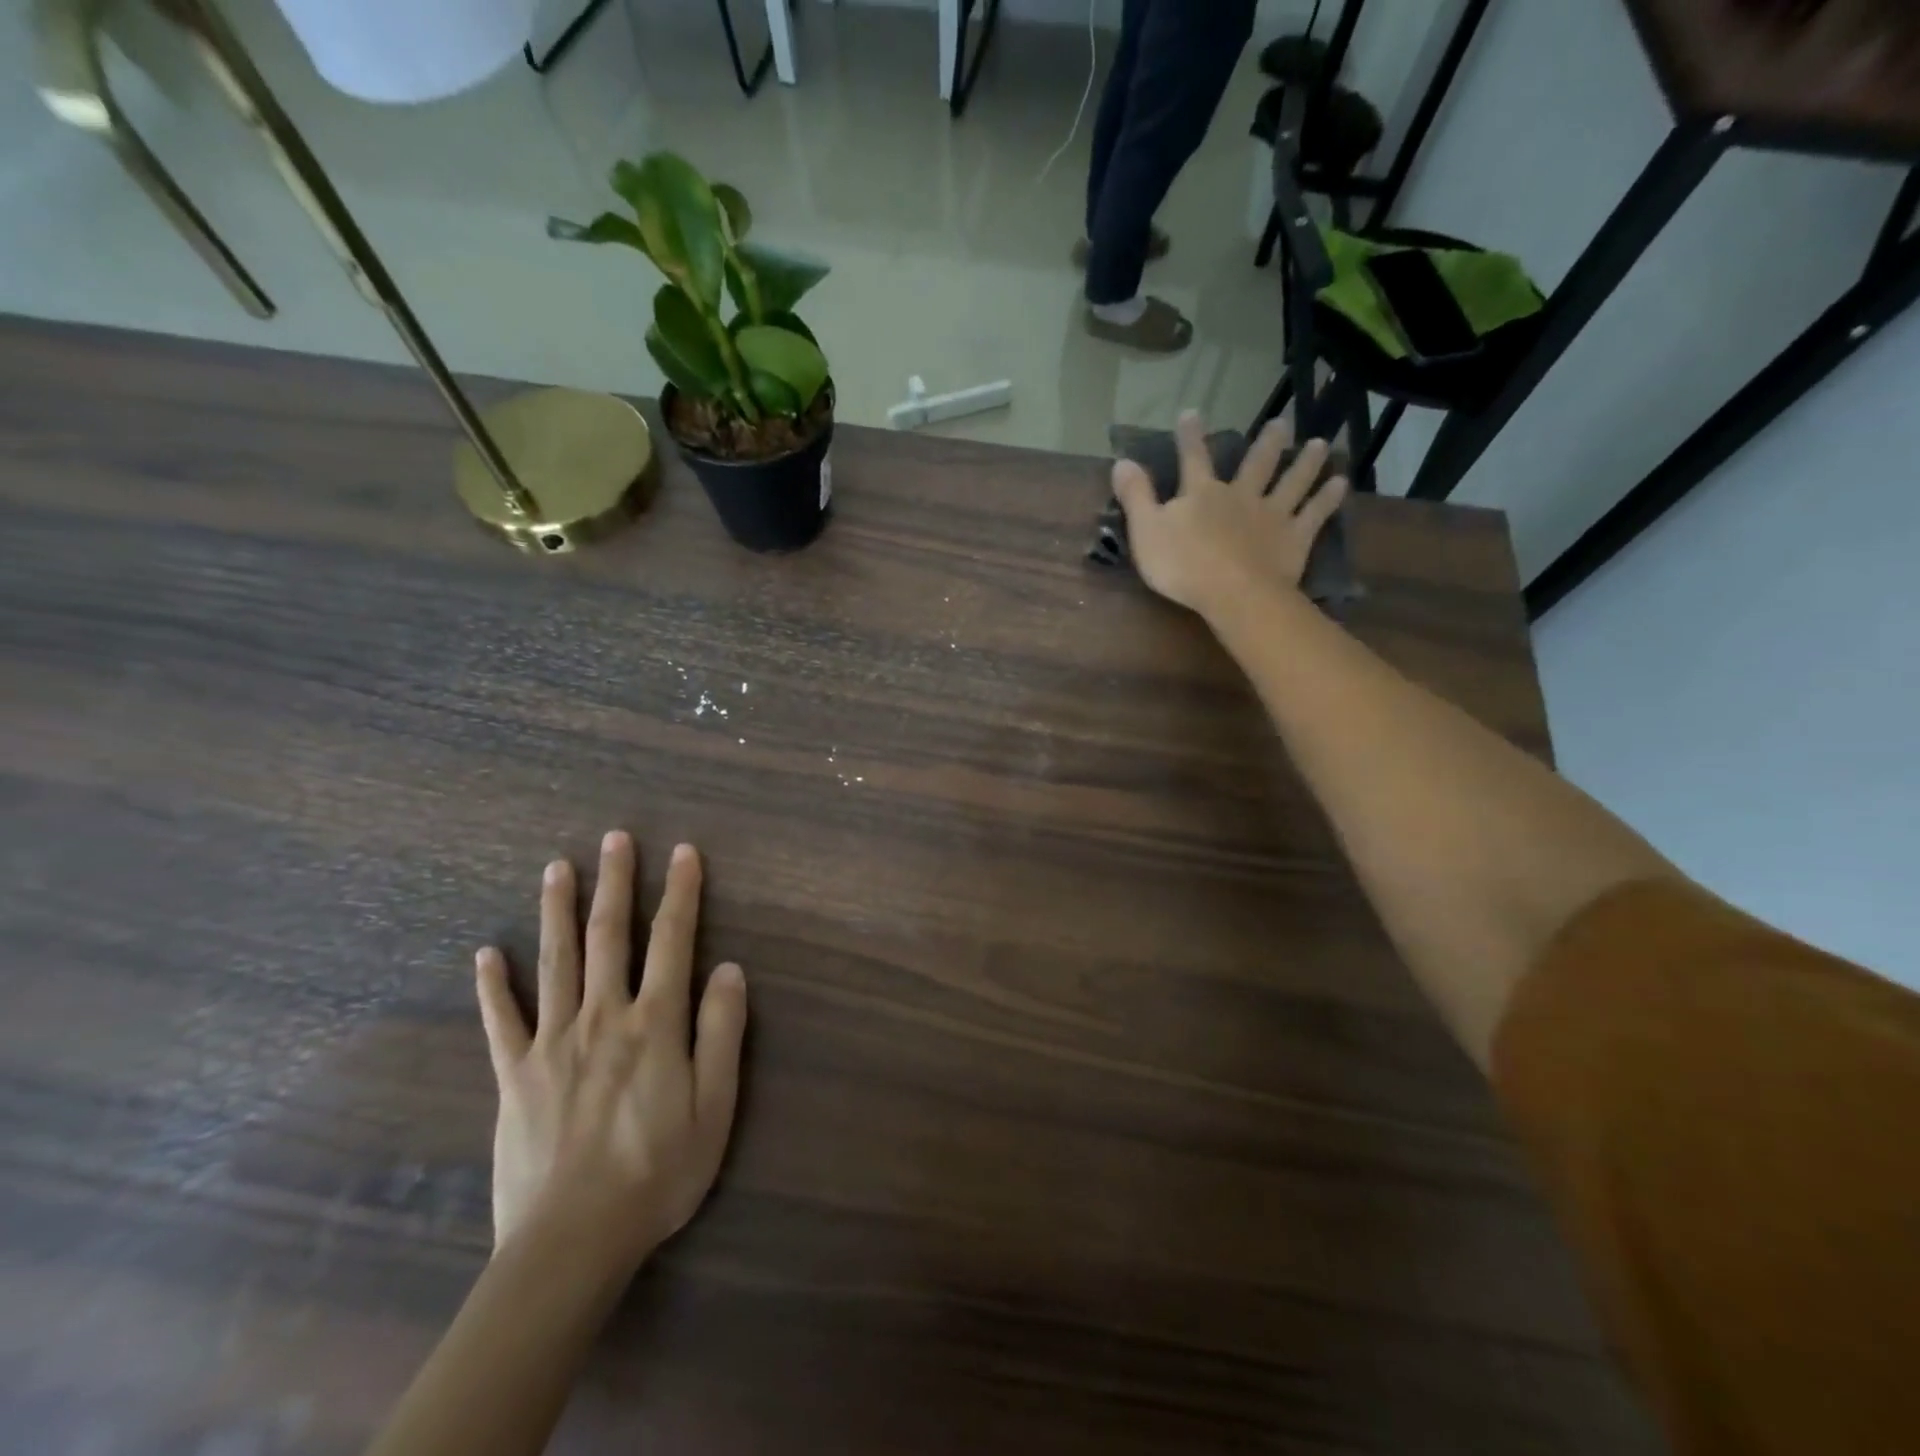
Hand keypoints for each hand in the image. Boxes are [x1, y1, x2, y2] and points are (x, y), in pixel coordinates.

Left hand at [474, 832, 746, 1279]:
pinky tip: (485, 953)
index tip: (684, 853)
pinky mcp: (514, 1074)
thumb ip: (722, 1033)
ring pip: (555, 962)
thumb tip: (730, 969)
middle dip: (616, 882)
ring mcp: (552, 1042)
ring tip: (558, 867)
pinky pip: (501, 1021)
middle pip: (609, 936)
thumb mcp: (715, 1107)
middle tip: (616, 837)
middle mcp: (603, 1017)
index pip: (673, 941)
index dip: (681, 893)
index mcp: (654, 1023)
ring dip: (557, 910)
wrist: (572, 1243)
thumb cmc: (657, 1173)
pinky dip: (493, 985)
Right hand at [1113, 411, 1348, 621]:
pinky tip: (1341, 483)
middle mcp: (1240, 495)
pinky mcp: (1295, 537)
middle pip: (1256, 463)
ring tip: (1321, 444)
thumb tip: (1121, 461)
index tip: (1192, 413)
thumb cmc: (1183, 566)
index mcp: (1202, 494)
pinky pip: (1315, 513)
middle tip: (1281, 423)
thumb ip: (1135, 496)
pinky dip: (1329, 498)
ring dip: (1306, 462)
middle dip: (1267, 443)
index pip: (1193, 458)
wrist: (1233, 593)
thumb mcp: (1146, 531)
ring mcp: (1272, 515)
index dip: (1190, 436)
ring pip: (1292, 481)